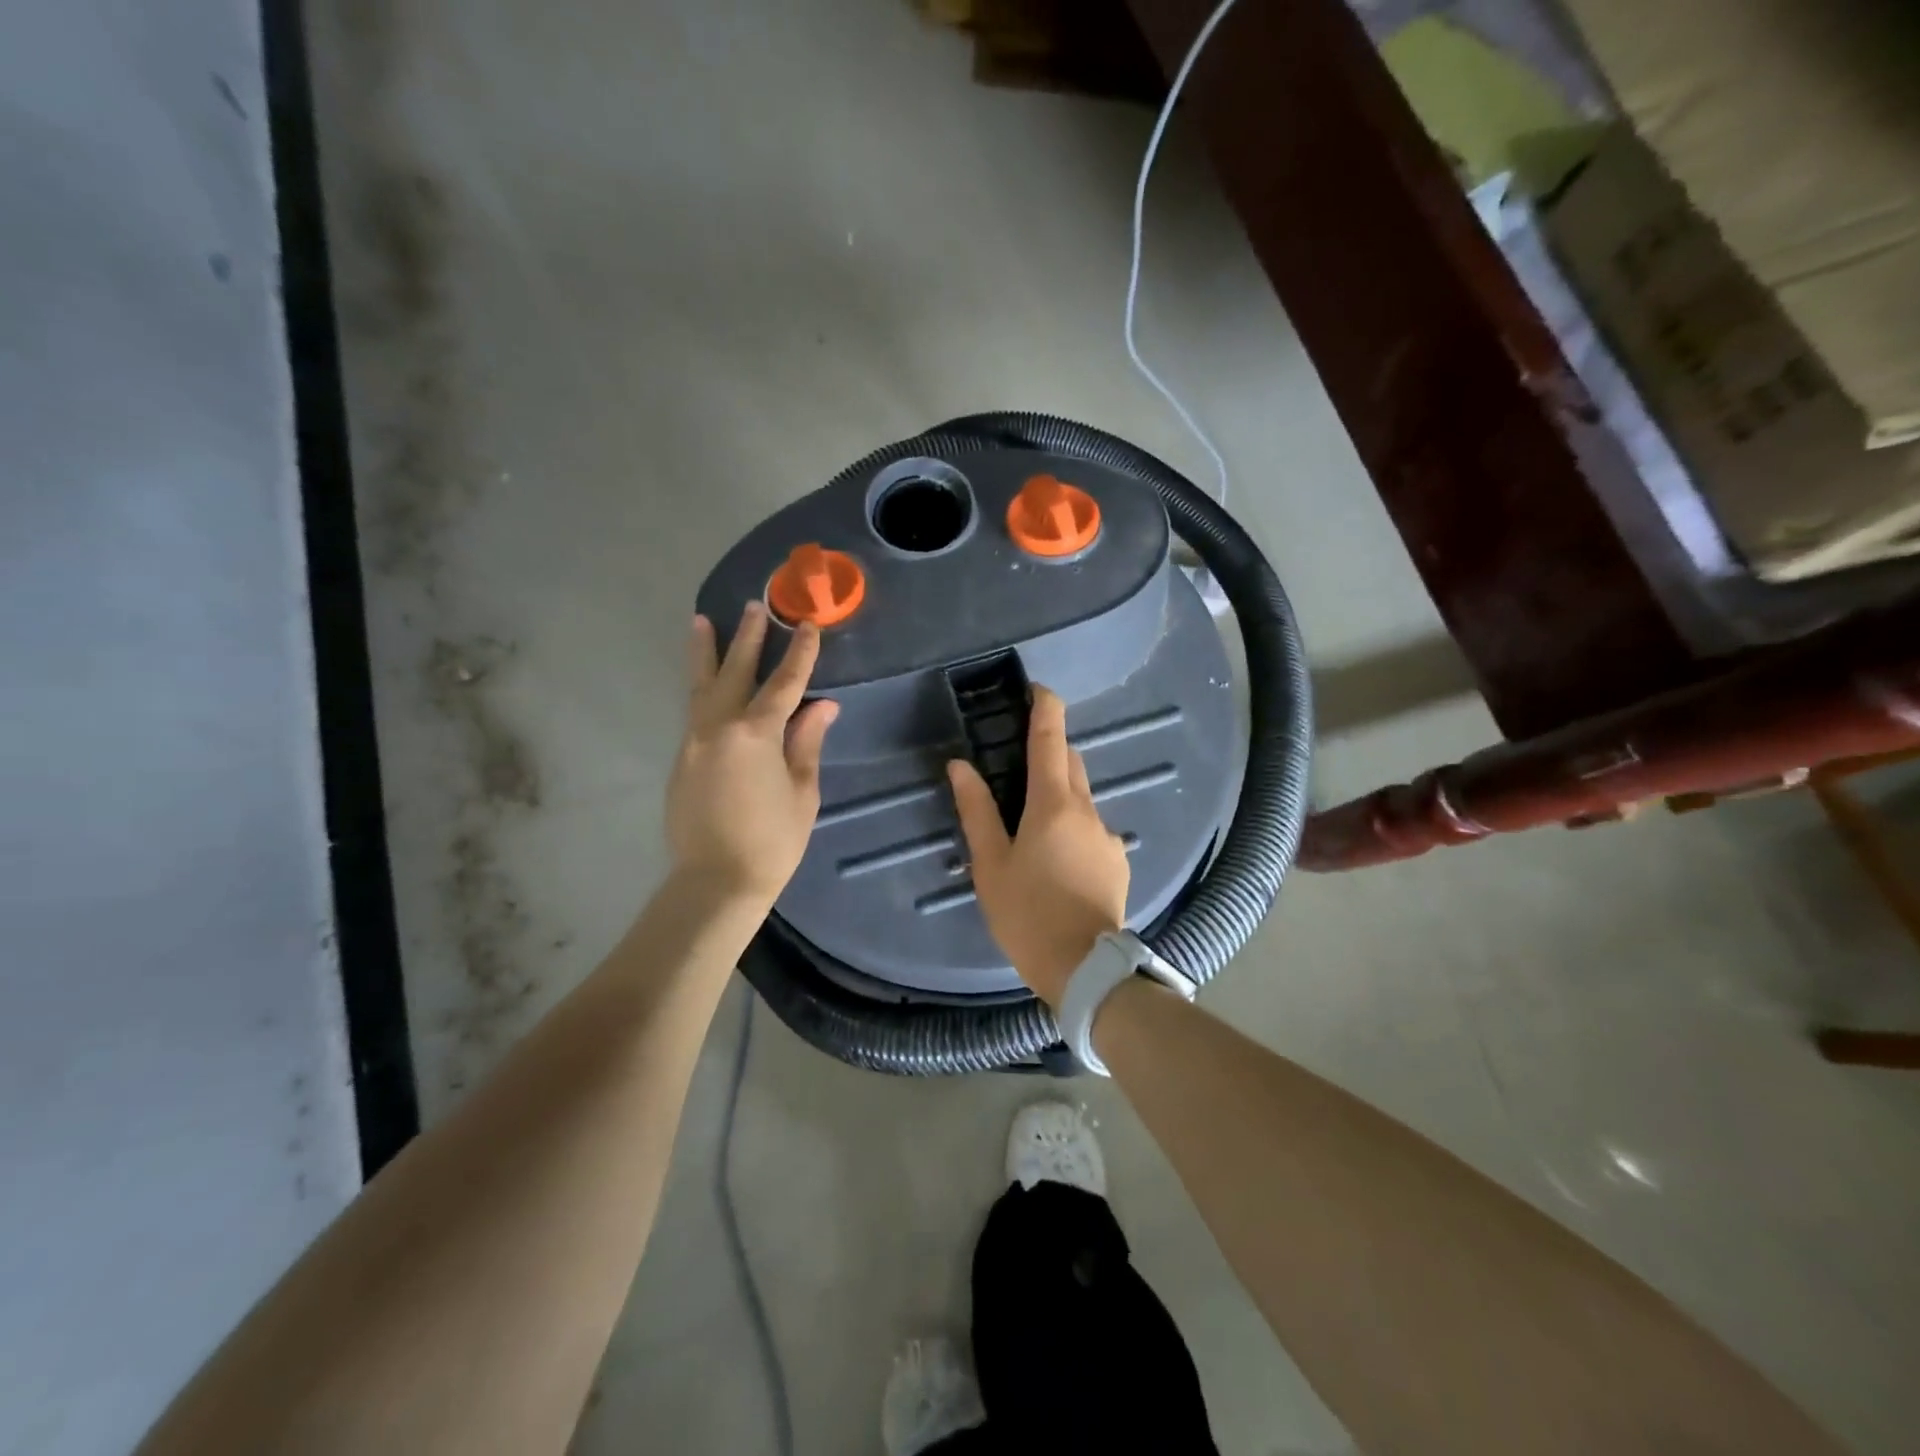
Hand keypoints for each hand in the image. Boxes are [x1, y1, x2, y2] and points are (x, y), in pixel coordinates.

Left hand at [666, 602, 838, 903]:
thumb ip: (807, 742)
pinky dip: (701, 688)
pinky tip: (706, 681)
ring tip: (702, 621)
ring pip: (701, 687)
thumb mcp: (802, 791)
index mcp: (756, 734)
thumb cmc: (772, 840)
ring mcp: (694, 742)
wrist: (716, 881)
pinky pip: (694, 711)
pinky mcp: (681, 759)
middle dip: (749, 639)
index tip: (808, 626)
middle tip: (755, 607)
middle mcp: (719, 727)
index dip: (800, 654)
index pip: (784, 684)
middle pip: (736, 672)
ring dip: (707, 653)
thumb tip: (823, 706)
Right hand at [948, 686, 1128, 1006]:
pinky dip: (1073, 826)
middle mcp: (1087, 809)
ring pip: (1082, 797)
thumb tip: (961, 766)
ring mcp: (1107, 835)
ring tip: (1031, 822)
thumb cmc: (1027, 913)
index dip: (1045, 707)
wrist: (1085, 968)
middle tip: (1019, 759)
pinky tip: (1056, 859)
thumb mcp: (990, 864)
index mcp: (1053, 803)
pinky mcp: (1117, 860)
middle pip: (1070, 762)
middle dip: (1050, 749)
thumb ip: (976, 810)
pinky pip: (1092, 828)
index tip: (1037, 689)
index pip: (1050, 738)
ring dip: (1060, 793)